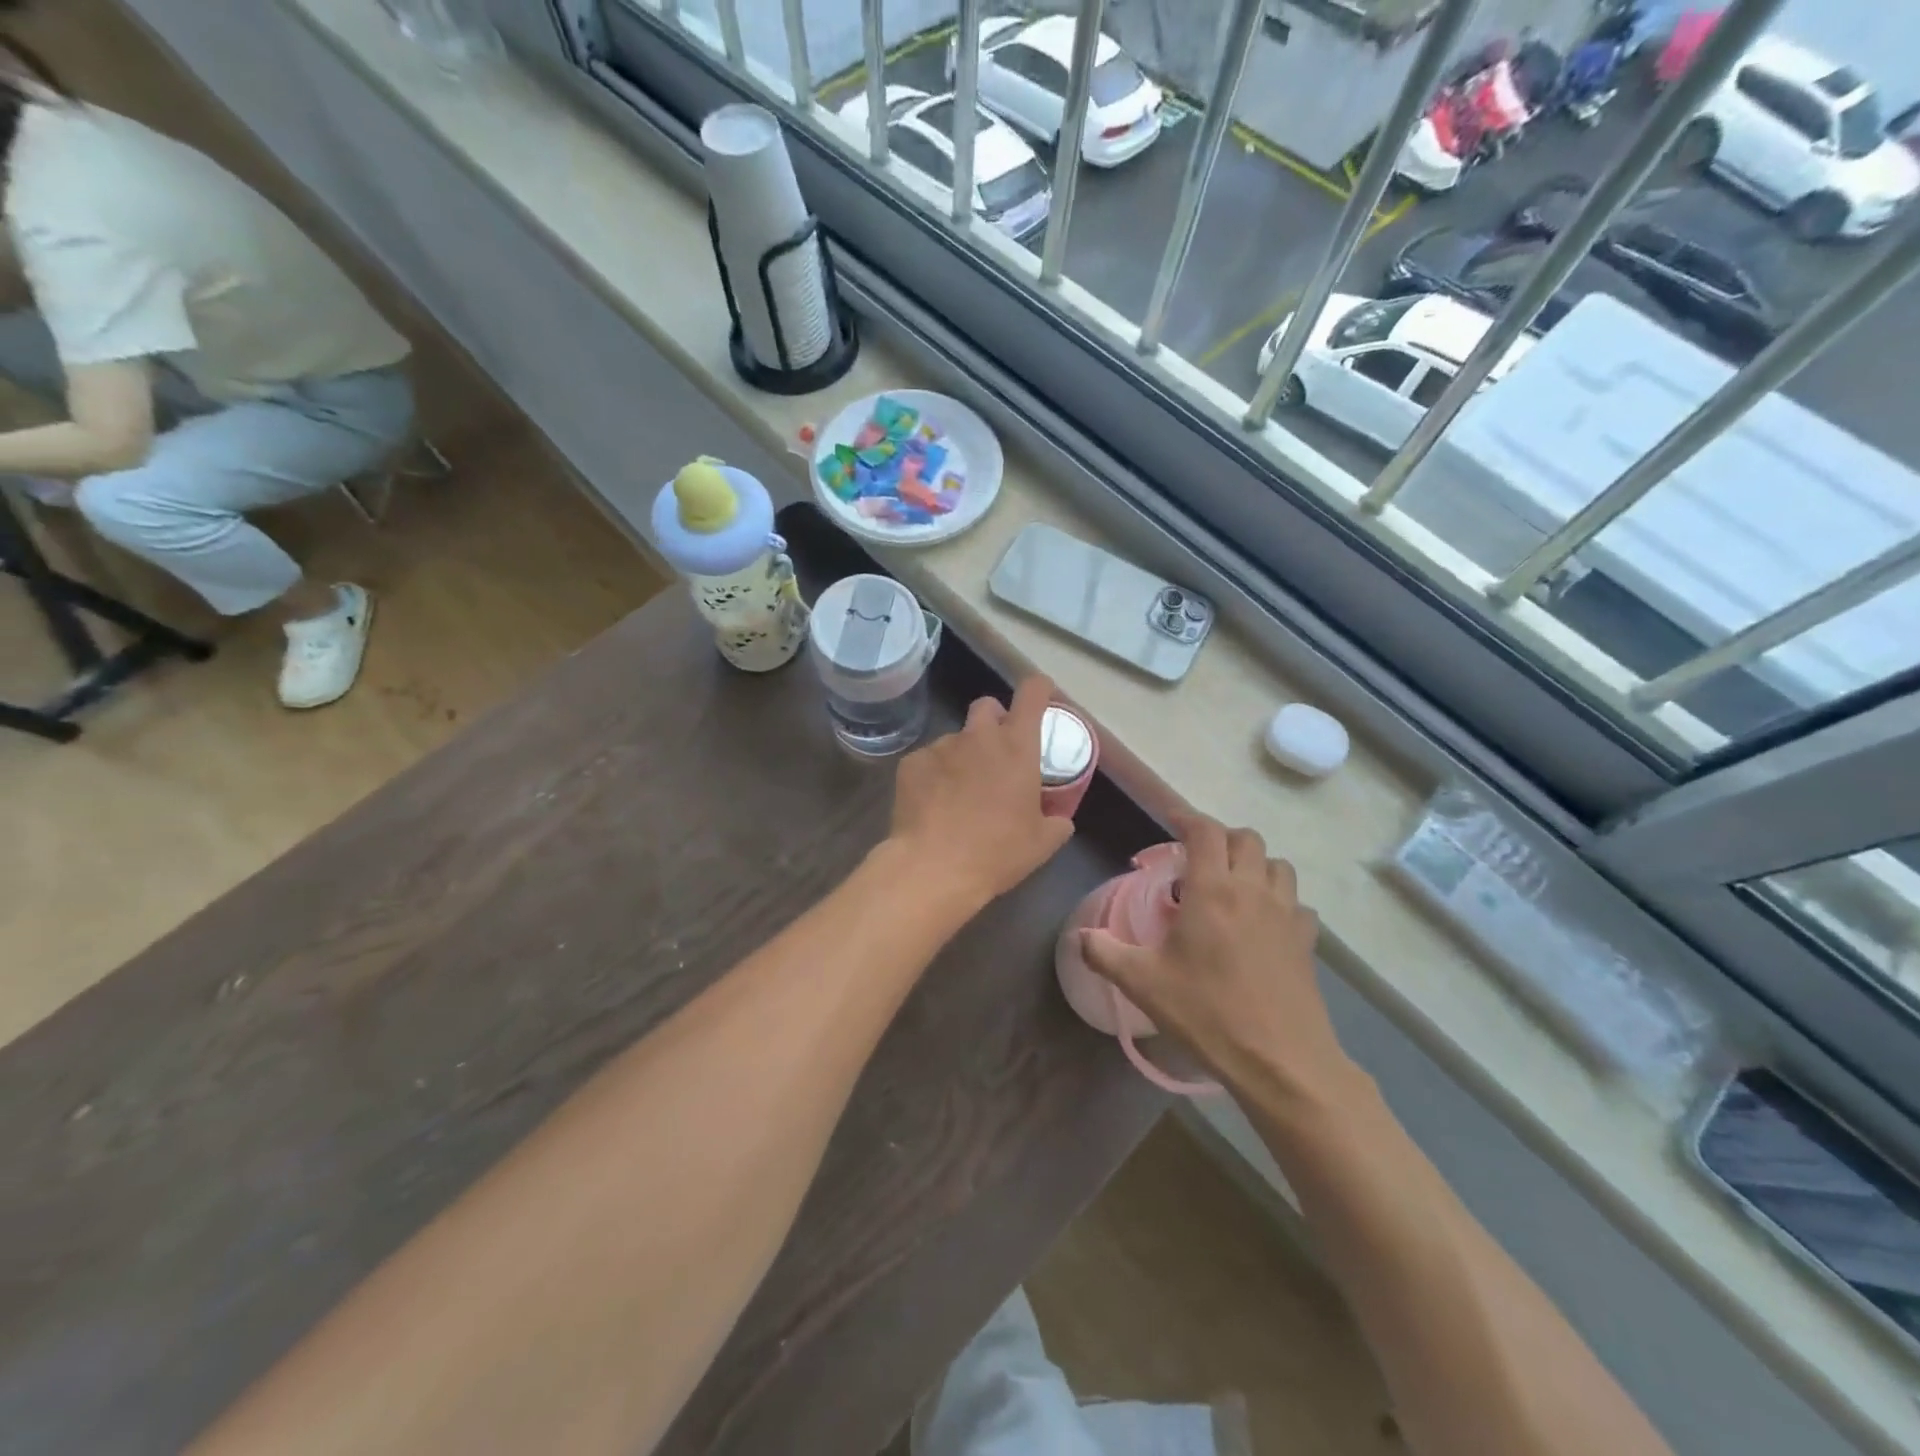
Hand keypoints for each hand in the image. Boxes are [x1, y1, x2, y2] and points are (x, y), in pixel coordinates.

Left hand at [887, 675, 1075, 909]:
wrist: (934, 867)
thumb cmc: (997, 852)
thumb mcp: (1042, 842)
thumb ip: (1057, 821)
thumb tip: (1060, 818)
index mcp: (1017, 746)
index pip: (1032, 693)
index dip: (1038, 689)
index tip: (1041, 697)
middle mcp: (978, 735)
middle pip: (987, 706)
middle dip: (994, 721)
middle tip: (997, 755)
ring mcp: (941, 746)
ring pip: (955, 739)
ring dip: (963, 756)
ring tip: (959, 793)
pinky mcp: (911, 763)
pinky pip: (928, 761)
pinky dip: (935, 775)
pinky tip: (934, 805)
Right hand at [1079, 813, 1352, 1098]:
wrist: (1280, 1061)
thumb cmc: (1207, 1013)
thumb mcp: (1143, 983)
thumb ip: (1105, 952)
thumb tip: (1080, 936)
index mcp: (1212, 890)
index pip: (1206, 832)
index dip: (1187, 818)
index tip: (1172, 821)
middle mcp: (1253, 891)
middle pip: (1246, 839)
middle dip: (1221, 839)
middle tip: (1197, 859)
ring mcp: (1286, 915)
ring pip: (1277, 866)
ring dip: (1254, 864)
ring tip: (1232, 886)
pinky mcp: (1306, 942)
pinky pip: (1297, 904)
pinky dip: (1280, 901)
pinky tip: (1264, 924)